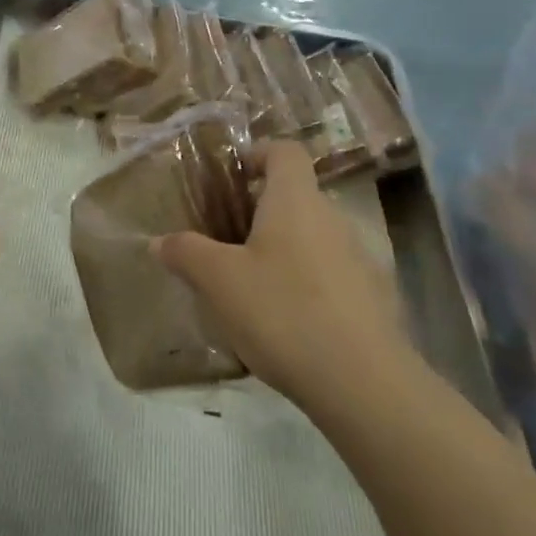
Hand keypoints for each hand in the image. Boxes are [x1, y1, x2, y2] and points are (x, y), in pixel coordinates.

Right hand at [154, 141, 412, 409]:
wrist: (363, 384)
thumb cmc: (282, 311)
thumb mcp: (218, 281)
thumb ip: (186, 253)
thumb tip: (160, 241)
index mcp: (295, 200)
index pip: (284, 151)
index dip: (258, 153)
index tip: (232, 177)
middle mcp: (332, 217)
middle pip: (296, 196)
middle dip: (261, 210)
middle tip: (227, 239)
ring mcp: (359, 258)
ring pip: (314, 236)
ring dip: (284, 249)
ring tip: (252, 284)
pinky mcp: (375, 297)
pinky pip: (332, 273)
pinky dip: (308, 283)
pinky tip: (288, 322)